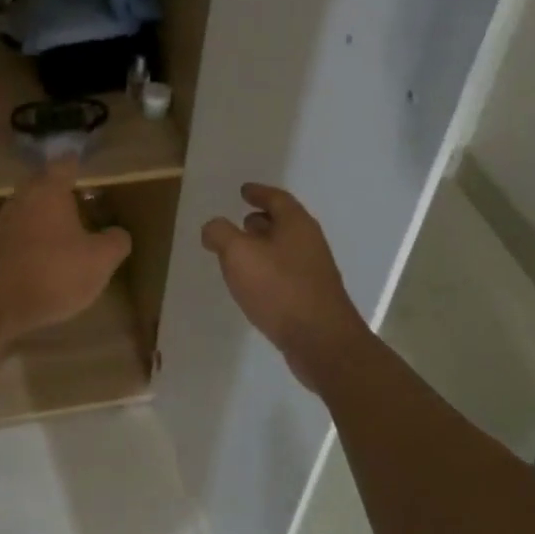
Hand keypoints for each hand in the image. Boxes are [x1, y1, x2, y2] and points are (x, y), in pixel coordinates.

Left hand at [0, 161, 131, 342]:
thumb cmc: (51, 272)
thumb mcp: (99, 261)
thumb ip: (115, 242)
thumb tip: (119, 233)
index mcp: (49, 190)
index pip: (66, 165)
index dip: (79, 165)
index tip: (89, 168)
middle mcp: (22, 197)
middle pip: (44, 185)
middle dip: (63, 193)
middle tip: (85, 202)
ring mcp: (3, 222)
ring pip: (31, 210)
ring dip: (48, 218)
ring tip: (69, 233)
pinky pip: (20, 235)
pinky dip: (34, 240)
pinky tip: (47, 258)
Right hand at [202, 183, 369, 390]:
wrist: (321, 342)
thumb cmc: (279, 288)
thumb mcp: (238, 254)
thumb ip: (220, 233)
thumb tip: (213, 227)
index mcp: (296, 224)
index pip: (276, 198)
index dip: (258, 192)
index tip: (243, 191)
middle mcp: (310, 242)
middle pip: (284, 222)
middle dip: (261, 220)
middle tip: (240, 222)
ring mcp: (315, 271)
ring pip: (285, 249)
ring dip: (264, 247)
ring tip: (240, 254)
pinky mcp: (313, 297)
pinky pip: (286, 273)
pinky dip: (269, 269)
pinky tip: (255, 285)